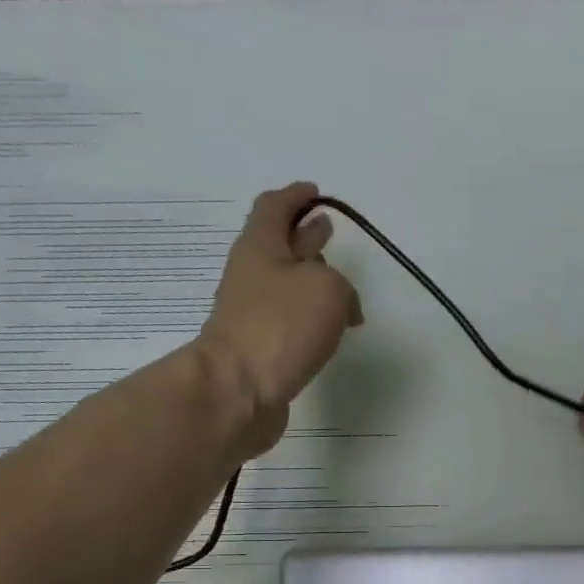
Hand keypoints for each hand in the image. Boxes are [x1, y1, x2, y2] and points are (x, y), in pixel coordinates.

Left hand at [195, 182, 361, 459]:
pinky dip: (309, 317)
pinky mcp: (260, 349)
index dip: (295, 197)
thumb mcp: (328, 289)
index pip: (275, 207)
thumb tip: (344, 308)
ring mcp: (252, 314)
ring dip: (309, 279)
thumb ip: (342, 286)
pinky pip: (288, 321)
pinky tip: (327, 327)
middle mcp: (251, 275)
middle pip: (277, 245)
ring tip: (336, 283)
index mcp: (261, 246)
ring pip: (284, 286)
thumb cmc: (281, 327)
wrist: (239, 390)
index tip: (315, 193)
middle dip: (303, 236)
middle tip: (326, 231)